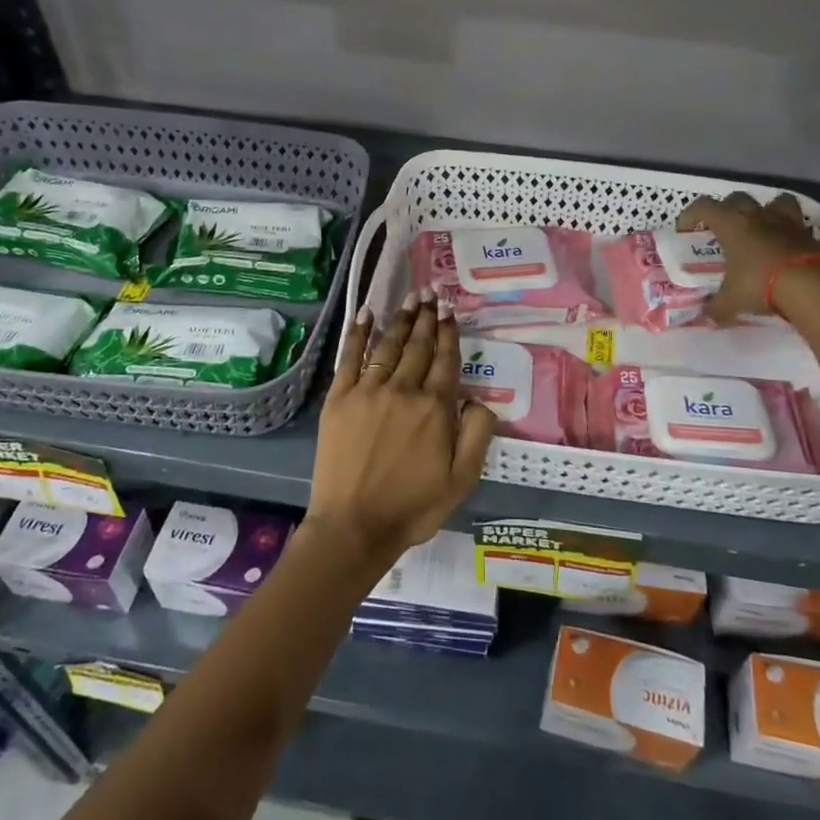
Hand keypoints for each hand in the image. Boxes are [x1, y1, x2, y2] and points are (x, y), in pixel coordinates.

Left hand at [311, 294, 495, 572]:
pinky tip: (365, 314)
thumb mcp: (462, 479)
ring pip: (389, 346)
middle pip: (419, 347)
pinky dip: (358, 333)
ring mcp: (368, 391)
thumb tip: (480, 399)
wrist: (354, 526)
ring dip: (401, 320)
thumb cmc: (412, 506)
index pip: (446, 360)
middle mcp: (403, 390)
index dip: (450, 333)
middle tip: (431, 294)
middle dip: (427, 318)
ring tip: (410, 299)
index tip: (451, 310)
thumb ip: (478, 434)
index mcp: (435, 408)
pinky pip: (350, 357)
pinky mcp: (339, 399)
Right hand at [676, 192, 819, 324]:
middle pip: (737, 198)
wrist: (813, 286)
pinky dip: (788, 232)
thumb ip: (717, 307)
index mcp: (731, 224)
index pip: (703, 206)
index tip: (685, 230)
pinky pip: (796, 224)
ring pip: (774, 201)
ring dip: (766, 210)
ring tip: (761, 228)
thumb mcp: (732, 300)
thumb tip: (707, 318)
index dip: (690, 215)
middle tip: (723, 230)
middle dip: (727, 210)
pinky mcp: (809, 234)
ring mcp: (786, 222)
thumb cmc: (760, 284)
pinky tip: (784, 249)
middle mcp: (757, 216)